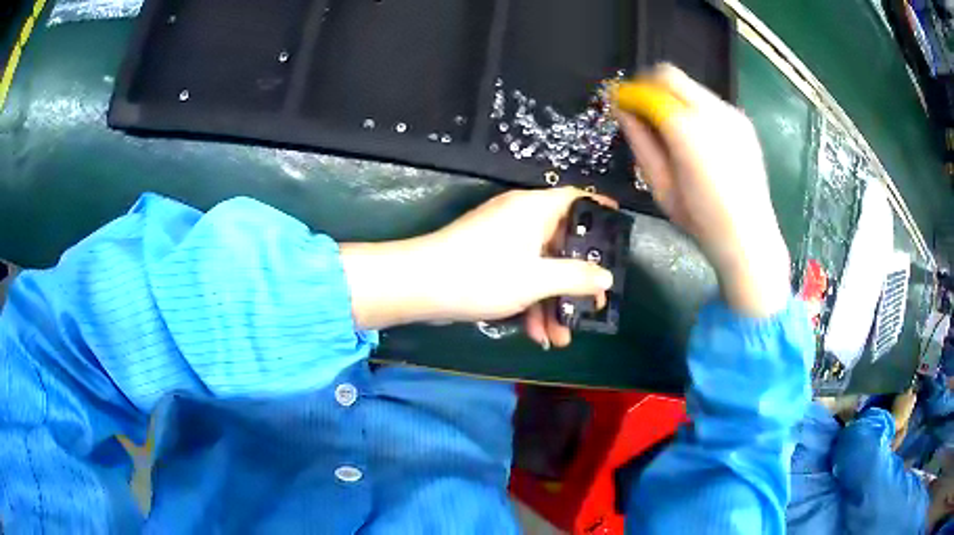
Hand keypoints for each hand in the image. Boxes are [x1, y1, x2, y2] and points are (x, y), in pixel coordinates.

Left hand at [340, 188, 616, 347]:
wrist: (419, 286)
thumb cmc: (483, 274)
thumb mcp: (536, 279)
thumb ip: (575, 277)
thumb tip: (605, 277)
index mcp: (535, 209)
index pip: (578, 199)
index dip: (602, 213)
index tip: (619, 237)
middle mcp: (521, 217)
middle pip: (562, 243)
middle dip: (576, 281)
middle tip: (591, 307)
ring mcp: (503, 239)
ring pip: (541, 267)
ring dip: (552, 302)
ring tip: (561, 339)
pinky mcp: (489, 259)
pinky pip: (520, 276)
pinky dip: (530, 301)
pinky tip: (536, 334)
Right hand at [614, 64, 790, 316]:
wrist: (748, 236)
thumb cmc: (700, 219)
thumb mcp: (660, 185)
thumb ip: (640, 142)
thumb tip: (623, 112)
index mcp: (686, 130)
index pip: (647, 91)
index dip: (628, 94)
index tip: (620, 103)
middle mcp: (711, 112)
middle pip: (669, 75)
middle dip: (649, 86)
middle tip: (642, 109)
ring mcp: (731, 114)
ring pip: (691, 86)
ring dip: (673, 96)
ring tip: (671, 127)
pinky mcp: (743, 122)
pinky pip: (710, 101)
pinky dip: (695, 107)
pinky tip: (698, 136)